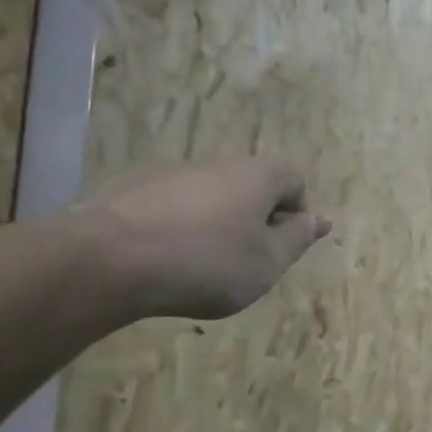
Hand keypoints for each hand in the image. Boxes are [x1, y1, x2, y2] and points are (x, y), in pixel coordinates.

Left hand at [85, 157, 331, 319]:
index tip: (284, 248)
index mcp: (256, 174)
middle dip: (255, 221)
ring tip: (202, 268)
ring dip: (216, 226)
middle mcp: (216, 163)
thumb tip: (318, 219)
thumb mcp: (267, 262)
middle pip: (250, 186)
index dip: (297, 213)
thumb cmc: (208, 263)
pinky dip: (178, 229)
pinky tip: (165, 263)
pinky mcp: (133, 190)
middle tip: (247, 263)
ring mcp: (171, 174)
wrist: (112, 259)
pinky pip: (172, 208)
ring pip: (210, 197)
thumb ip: (297, 239)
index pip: (293, 179)